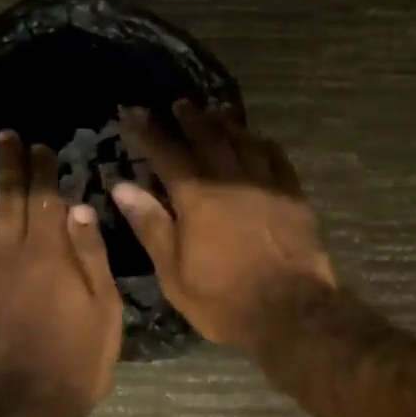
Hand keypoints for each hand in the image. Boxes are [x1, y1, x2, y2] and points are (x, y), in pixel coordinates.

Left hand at [0, 131, 123, 415]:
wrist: (20, 410)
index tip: (40, 145)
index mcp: (49, 254)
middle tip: (4, 136)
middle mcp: (10, 254)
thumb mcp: (105, 310)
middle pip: (7, 200)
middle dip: (8, 165)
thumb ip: (91, 256)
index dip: (42, 170)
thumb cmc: (76, 361)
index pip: (44, 199)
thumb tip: (78, 208)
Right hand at [112, 102, 335, 350]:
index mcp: (197, 198)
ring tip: (214, 110)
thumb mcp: (174, 273)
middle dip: (189, 119)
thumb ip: (150, 225)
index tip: (133, 114)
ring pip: (242, 141)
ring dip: (225, 122)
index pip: (167, 153)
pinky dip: (261, 142)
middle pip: (207, 137)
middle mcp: (230, 180)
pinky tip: (256, 138)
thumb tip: (122, 186)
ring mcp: (266, 184)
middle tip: (178, 104)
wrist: (292, 312)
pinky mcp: (292, 195)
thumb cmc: (224, 300)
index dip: (148, 132)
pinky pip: (276, 157)